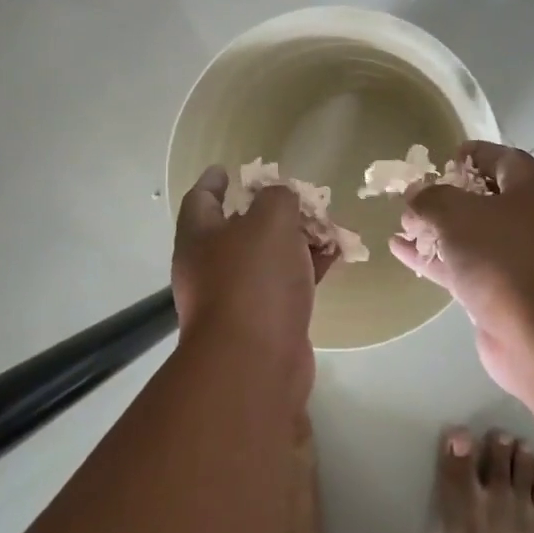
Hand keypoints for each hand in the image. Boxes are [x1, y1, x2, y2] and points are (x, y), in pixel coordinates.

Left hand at [171, 166, 329, 398]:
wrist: (255, 364)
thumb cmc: (253, 280)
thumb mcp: (270, 221)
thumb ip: (278, 198)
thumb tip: (281, 199)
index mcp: (199, 237)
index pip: (200, 198)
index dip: (214, 181)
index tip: (227, 168)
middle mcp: (210, 267)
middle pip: (238, 228)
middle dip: (269, 211)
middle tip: (296, 197)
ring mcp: (236, 297)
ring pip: (267, 257)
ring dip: (295, 240)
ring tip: (326, 224)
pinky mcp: (264, 322)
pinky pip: (286, 284)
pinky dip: (308, 267)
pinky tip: (334, 256)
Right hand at [391, 142, 533, 396]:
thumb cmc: (506, 260)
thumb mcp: (459, 215)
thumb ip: (431, 199)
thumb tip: (416, 195)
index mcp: (532, 190)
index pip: (503, 159)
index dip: (474, 154)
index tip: (444, 157)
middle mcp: (531, 221)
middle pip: (486, 198)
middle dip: (449, 195)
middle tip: (415, 195)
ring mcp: (519, 261)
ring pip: (472, 236)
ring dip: (437, 230)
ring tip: (401, 224)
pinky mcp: (504, 296)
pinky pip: (465, 268)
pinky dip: (436, 259)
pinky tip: (401, 252)